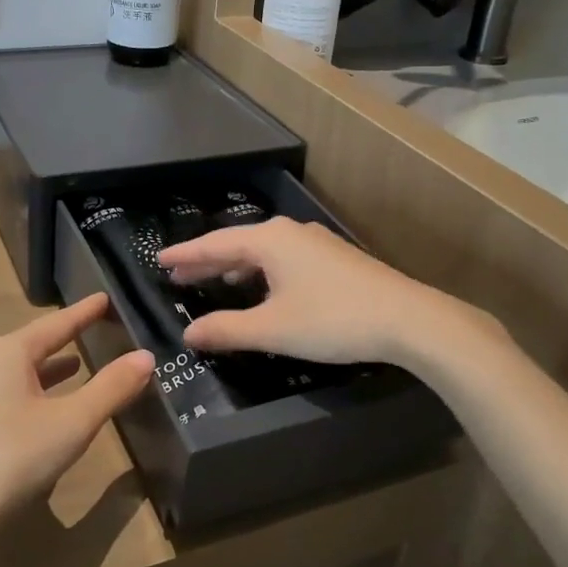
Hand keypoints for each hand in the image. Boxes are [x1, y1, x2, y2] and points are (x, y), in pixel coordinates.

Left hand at [0, 293, 151, 549]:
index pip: (58, 322)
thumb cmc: (10, 458)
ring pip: (27, 372)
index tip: (108, 297)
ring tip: (85, 361)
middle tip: (105, 327)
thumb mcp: (72, 422)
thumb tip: (146, 355)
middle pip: (39, 343)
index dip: (86, 311)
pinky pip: (18, 396)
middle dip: (71, 336)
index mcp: (11, 352)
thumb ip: (111, 387)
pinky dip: (43, 394)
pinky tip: (56, 410)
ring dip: (56, 367)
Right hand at [159, 216, 480, 365]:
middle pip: (238, 243)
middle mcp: (290, 232)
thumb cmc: (332, 320)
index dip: (186, 254)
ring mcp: (316, 243)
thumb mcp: (273, 328)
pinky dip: (262, 271)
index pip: (215, 244)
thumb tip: (189, 334)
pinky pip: (284, 258)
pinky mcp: (335, 259)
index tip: (159, 259)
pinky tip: (264, 288)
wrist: (408, 319)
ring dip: (236, 266)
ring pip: (263, 251)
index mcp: (269, 241)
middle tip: (178, 273)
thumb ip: (227, 330)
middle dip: (207, 260)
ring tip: (215, 281)